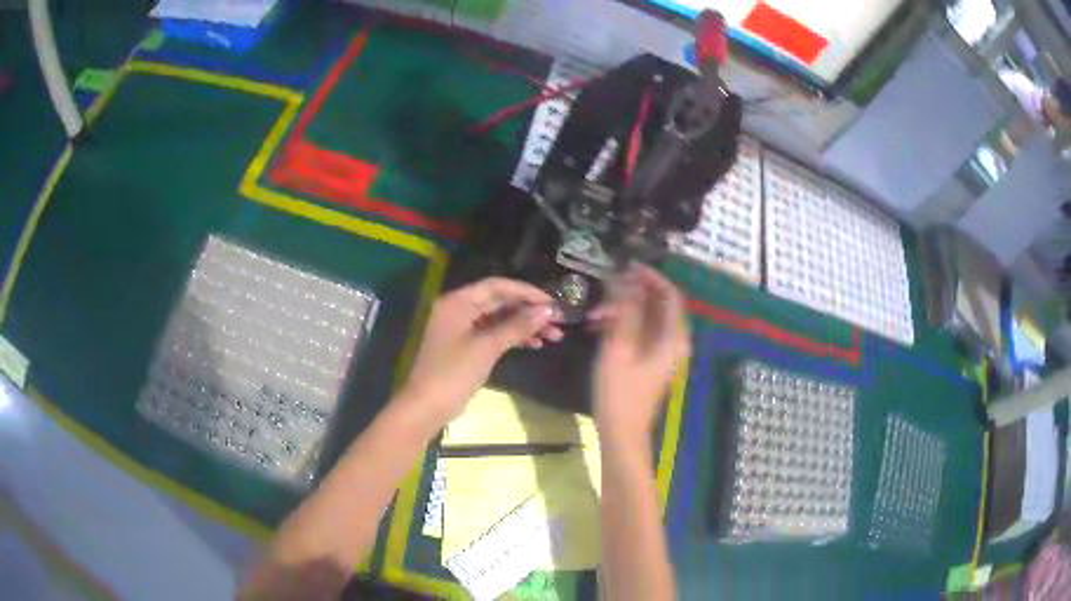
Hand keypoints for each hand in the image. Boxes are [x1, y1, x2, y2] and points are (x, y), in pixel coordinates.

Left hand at [398, 277, 562, 425]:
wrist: (427, 407)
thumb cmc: (453, 373)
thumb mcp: (486, 348)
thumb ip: (517, 326)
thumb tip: (547, 310)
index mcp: (458, 302)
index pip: (497, 286)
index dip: (526, 291)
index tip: (552, 302)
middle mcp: (459, 309)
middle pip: (500, 301)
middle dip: (529, 310)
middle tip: (558, 320)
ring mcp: (462, 328)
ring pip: (499, 318)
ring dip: (525, 325)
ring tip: (554, 335)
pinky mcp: (466, 345)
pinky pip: (494, 333)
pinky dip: (513, 337)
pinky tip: (535, 343)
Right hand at [590, 264, 690, 443]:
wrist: (621, 434)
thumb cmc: (619, 393)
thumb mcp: (618, 348)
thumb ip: (624, 311)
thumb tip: (625, 279)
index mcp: (672, 337)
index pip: (670, 294)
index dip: (650, 276)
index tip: (626, 266)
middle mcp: (674, 342)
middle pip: (658, 305)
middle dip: (631, 294)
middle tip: (603, 291)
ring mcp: (664, 353)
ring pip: (647, 319)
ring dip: (623, 311)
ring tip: (594, 315)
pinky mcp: (652, 361)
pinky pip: (642, 333)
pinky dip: (624, 325)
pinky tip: (599, 328)